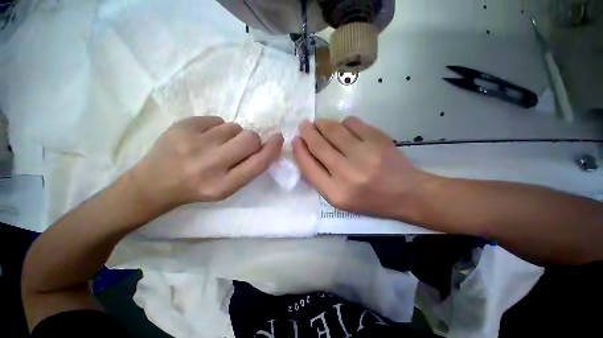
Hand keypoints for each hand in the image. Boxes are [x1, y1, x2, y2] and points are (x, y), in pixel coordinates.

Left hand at [130, 116, 282, 210]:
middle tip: (239, 146)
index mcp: (223, 185)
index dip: (272, 148)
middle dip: (251, 140)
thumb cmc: (198, 188)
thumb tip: (266, 145)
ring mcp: (193, 142)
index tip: (278, 138)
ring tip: (215, 145)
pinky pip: (217, 119)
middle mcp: (210, 164)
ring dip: (232, 135)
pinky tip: (202, 138)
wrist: (154, 183)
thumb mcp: (228, 187)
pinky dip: (216, 128)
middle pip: (250, 138)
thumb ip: (249, 168)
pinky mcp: (182, 125)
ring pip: (234, 127)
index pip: (258, 162)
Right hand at [292, 117, 433, 219]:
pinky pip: (352, 123)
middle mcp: (347, 173)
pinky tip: (345, 128)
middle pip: (318, 145)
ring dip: (322, 124)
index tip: (296, 140)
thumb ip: (320, 179)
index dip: (299, 150)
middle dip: (307, 132)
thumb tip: (305, 154)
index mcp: (335, 193)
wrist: (406, 193)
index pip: (308, 166)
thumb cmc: (369, 200)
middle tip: (304, 125)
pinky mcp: (378, 140)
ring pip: (333, 129)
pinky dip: (344, 123)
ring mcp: (364, 154)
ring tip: (320, 124)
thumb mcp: (339, 199)